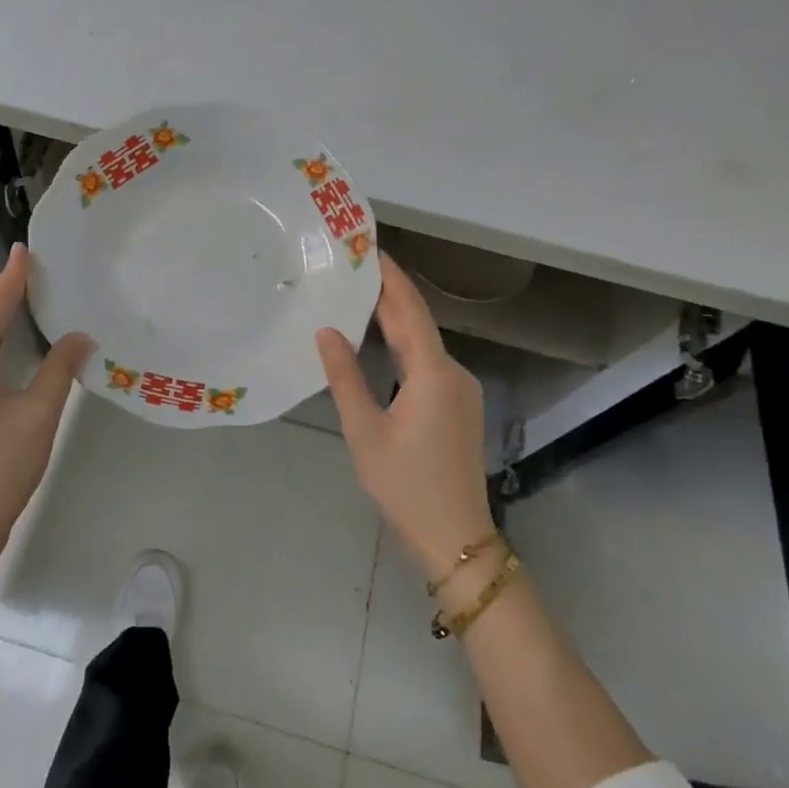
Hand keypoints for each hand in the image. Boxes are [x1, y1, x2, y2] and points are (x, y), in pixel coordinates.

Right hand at [317, 252, 494, 577]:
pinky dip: (404, 345)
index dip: (391, 278)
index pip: (410, 311)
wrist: (455, 538)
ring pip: (424, 343)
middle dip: (389, 294)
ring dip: (396, 320)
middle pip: (419, 323)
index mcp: (433, 373)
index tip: (369, 249)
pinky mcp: (459, 407)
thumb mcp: (365, 431)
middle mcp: (454, 373)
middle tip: (354, 268)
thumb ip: (345, 377)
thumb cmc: (405, 484)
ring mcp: (461, 391)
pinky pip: (428, 362)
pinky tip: (380, 342)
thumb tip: (326, 331)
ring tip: (359, 298)